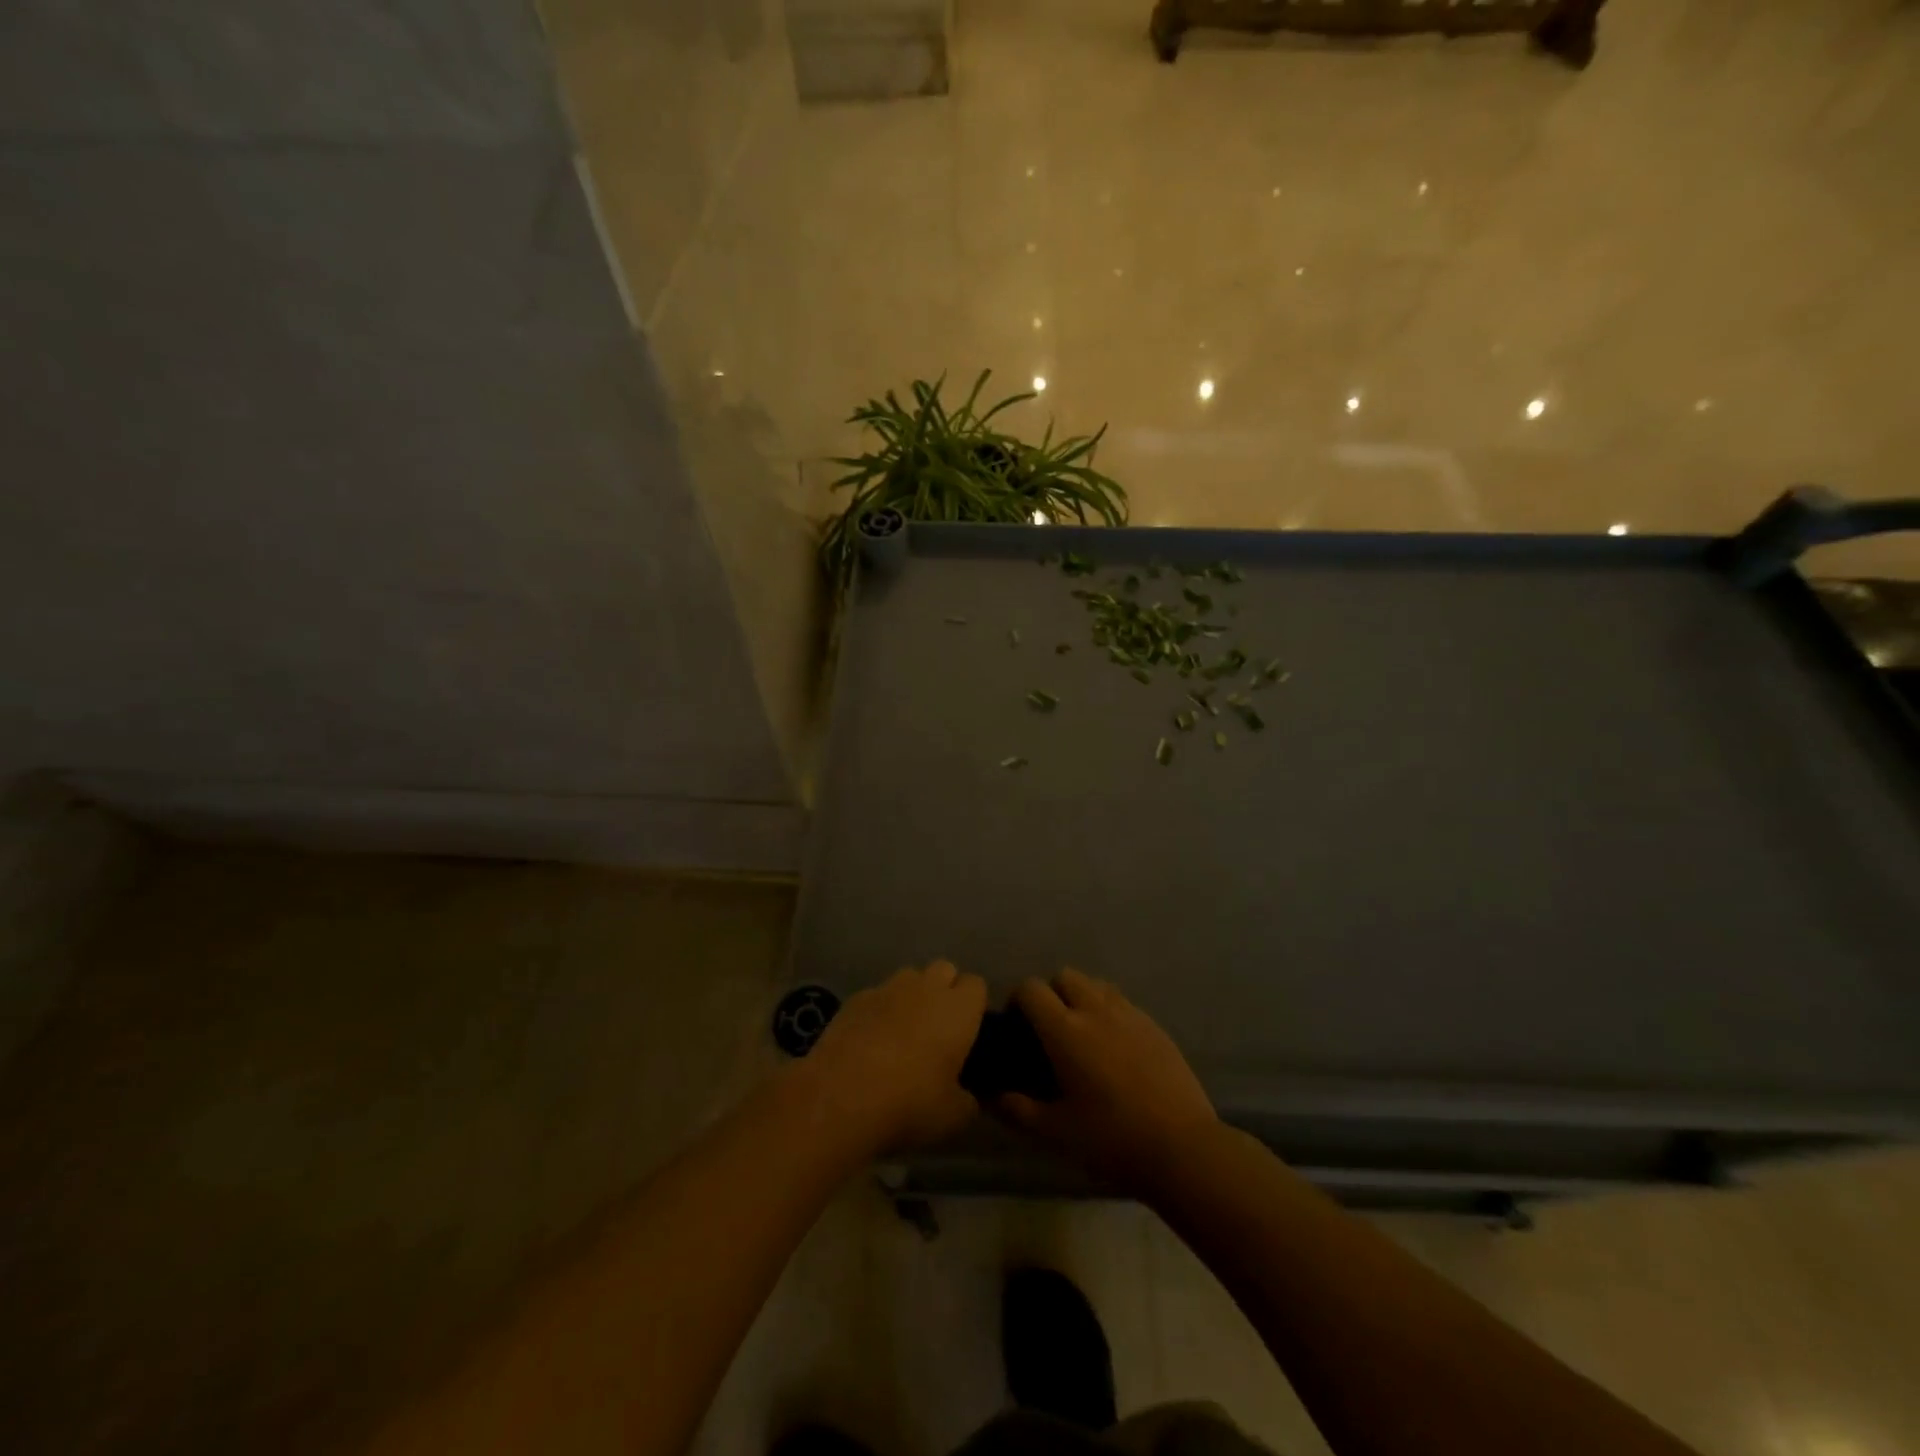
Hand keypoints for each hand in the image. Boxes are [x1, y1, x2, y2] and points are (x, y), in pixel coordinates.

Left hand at [803, 961, 988, 1154]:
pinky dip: (880, 1010)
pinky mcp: (855, 998)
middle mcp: (926, 988)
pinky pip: (877, 994)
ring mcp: (887, 989)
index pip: (977, 984)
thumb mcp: (954, 1116)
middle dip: (945, 991)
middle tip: (939, 1030)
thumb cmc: (909, 1104)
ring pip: (909, 977)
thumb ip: (970, 1099)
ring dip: (913, 996)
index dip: (974, 1005)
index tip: (969, 1032)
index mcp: (958, 1009)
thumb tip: (970, 1095)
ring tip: (904, 1032)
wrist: (841, 1098)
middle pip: (944, 970)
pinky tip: (871, 1041)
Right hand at [996, 969, 1217, 1197]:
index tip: (1017, 1026)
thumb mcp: (1055, 1132)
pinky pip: (1123, 1002)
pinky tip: (1115, 1047)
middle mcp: (1095, 1010)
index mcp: (1064, 1030)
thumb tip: (991, 1096)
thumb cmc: (1110, 1139)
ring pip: (1096, 984)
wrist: (1181, 1147)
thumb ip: (1018, 1109)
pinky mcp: (1154, 1025)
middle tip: (1050, 1030)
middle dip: (1051, 993)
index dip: (1018, 1000)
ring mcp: (1129, 1014)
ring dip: (1082, 997)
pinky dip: (1110, 1011)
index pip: (1031, 989)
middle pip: (1064, 976)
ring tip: (1083, 1032)